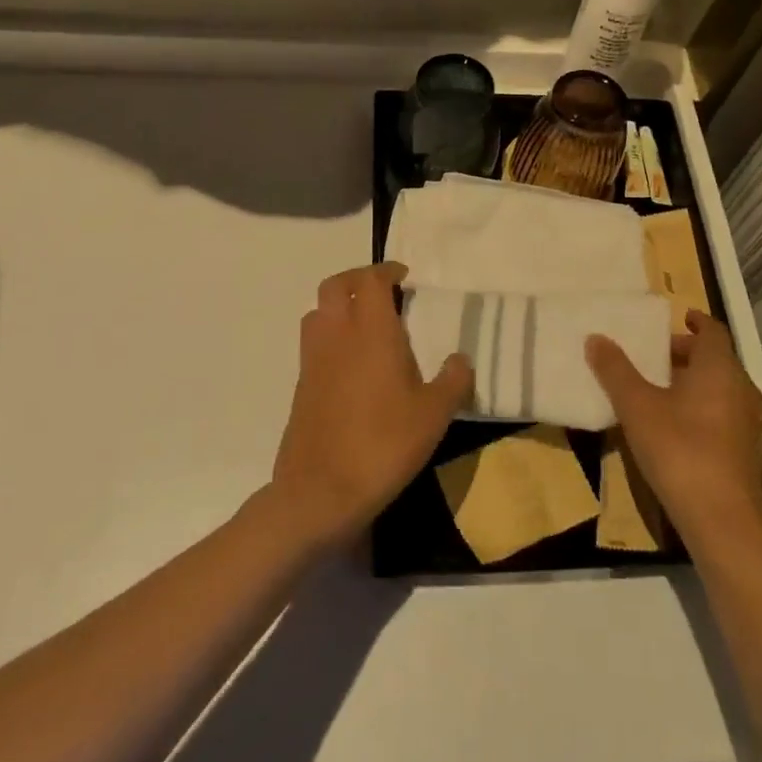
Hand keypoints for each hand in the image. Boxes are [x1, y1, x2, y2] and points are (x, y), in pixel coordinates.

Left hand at [271, 262, 473, 546]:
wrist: (321, 491)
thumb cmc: (384, 443)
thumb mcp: (435, 414)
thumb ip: (453, 380)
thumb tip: (461, 359)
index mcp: (371, 331)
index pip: (371, 280)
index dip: (387, 271)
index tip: (404, 278)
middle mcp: (337, 335)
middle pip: (336, 285)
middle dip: (358, 279)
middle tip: (384, 292)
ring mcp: (313, 360)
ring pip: (318, 312)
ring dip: (340, 307)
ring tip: (367, 325)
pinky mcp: (301, 386)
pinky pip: (314, 344)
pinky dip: (331, 337)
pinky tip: (353, 366)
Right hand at [586, 310, 761, 550]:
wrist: (722, 521)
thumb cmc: (679, 450)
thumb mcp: (637, 407)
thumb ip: (615, 370)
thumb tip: (595, 337)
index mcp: (720, 368)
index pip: (712, 331)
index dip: (694, 321)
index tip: (676, 318)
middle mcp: (741, 388)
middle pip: (715, 359)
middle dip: (685, 353)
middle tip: (652, 356)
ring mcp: (747, 422)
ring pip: (719, 387)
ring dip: (691, 382)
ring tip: (656, 389)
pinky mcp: (745, 451)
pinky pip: (722, 412)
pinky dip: (700, 406)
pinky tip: (672, 426)